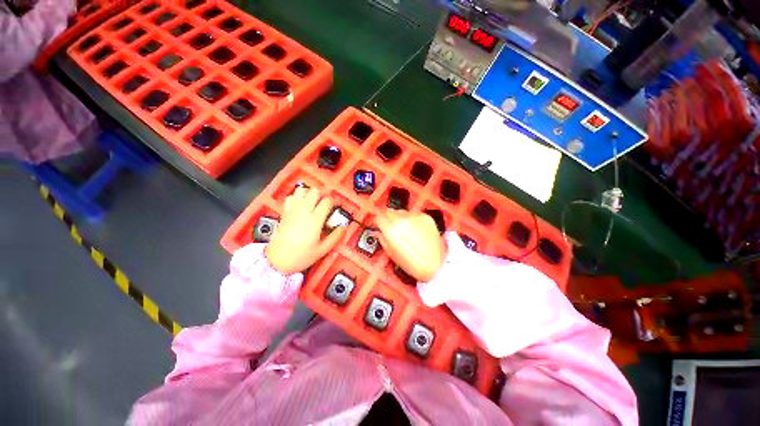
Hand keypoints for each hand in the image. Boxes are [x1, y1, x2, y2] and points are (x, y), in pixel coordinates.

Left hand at [265, 187, 346, 273]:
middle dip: (321, 195)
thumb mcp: (322, 250)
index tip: (335, 207)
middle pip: (314, 191)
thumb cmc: (302, 256)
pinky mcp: (284, 212)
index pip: (327, 201)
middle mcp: (304, 211)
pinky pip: (290, 197)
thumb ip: (335, 237)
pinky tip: (300, 205)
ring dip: (309, 194)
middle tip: (324, 204)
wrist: (277, 261)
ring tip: (312, 202)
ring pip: (301, 190)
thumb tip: (344, 227)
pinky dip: (296, 198)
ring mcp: (292, 210)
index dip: (333, 202)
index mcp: (315, 220)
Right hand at [374, 210, 446, 281]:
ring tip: (403, 228)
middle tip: (389, 225)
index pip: (379, 217)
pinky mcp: (426, 217)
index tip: (378, 224)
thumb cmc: (412, 264)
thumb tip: (379, 232)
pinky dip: (411, 219)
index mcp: (392, 230)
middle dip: (387, 217)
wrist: (436, 266)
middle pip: (389, 211)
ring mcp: (415, 217)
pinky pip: (413, 214)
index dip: (377, 221)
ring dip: (399, 217)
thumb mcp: (392, 254)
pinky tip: (414, 229)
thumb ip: (383, 240)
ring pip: (401, 211)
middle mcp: (403, 219)